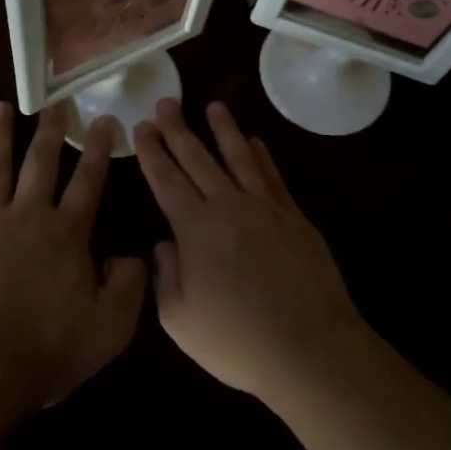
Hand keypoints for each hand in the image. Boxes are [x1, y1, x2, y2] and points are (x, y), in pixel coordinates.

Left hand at [0, 102, 145, 415]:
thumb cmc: (47, 350)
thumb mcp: (110, 327)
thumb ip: (129, 286)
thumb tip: (130, 256)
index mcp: (66, 234)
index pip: (88, 181)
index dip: (97, 149)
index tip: (104, 119)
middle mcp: (27, 217)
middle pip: (40, 163)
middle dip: (49, 130)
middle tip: (55, 101)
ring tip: (0, 108)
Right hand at [133, 99, 365, 400]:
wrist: (308, 347)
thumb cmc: (237, 340)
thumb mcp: (179, 319)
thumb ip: (165, 276)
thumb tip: (163, 244)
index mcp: (195, 228)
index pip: (166, 180)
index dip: (152, 152)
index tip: (142, 126)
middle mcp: (228, 206)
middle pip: (198, 159)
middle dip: (178, 129)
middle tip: (166, 102)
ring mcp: (265, 208)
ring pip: (239, 157)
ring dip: (224, 129)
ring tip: (213, 105)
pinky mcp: (294, 217)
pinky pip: (273, 176)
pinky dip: (262, 155)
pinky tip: (255, 141)